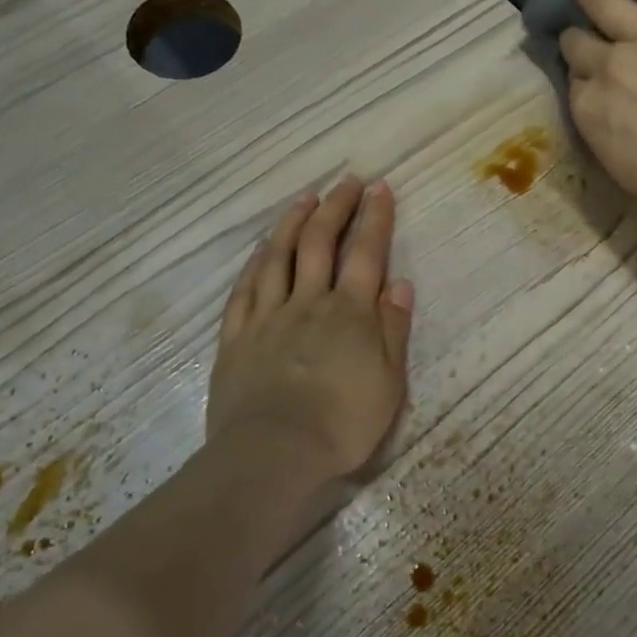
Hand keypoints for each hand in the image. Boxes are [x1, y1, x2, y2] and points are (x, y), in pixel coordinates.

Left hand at [206, 177, 413, 485]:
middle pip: (319, 243)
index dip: (374, 218)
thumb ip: (393, 331)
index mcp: (350, 314)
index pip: (366, 254)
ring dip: (292, 222)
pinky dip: (256, 262)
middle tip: (346, 182)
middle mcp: (308, 303)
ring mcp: (267, 317)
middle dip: (335, 207)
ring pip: (278, 257)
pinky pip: (245, 289)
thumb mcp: (389, 383)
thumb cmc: (343, 425)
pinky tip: (261, 249)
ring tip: (304, 199)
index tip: (380, 188)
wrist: (275, 454)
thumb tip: (400, 285)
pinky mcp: (236, 337)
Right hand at [560, 0, 636, 246]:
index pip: (575, 79)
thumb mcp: (620, 165)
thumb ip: (605, 127)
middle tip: (582, 30)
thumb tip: (605, 106)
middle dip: (578, 35)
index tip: (588, 74)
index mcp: (589, 107)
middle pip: (580, 40)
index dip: (582, 74)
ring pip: (609, 3)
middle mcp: (610, 64)